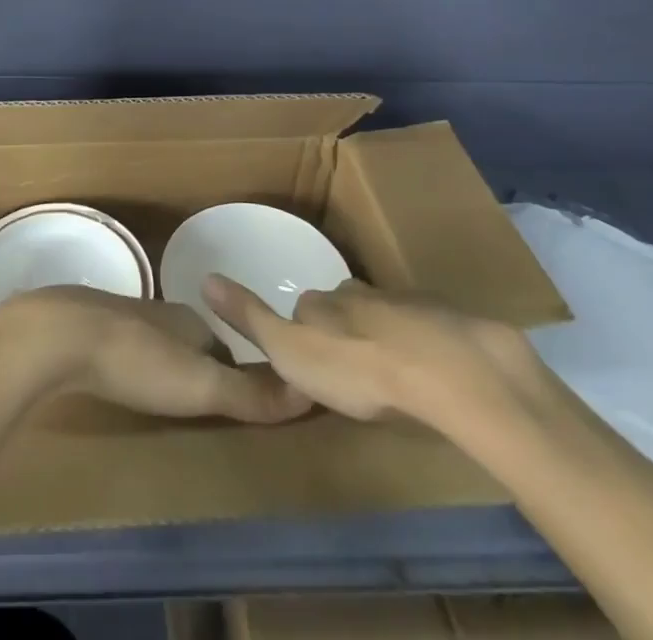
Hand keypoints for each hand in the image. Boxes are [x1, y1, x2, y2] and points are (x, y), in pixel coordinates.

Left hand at [0, 287, 311, 423]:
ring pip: (156, 344)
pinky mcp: (89, 329)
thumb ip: (250, 393)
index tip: (245, 406)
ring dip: (165, 367)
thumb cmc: (136, 360)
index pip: (227, 350)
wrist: (58, 336)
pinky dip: (132, 365)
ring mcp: (121, 317)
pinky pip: (123, 349)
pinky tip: (123, 385)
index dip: (239, 377)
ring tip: (167, 402)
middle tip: (206, 409)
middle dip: (202, 370)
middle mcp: (160, 313)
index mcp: (190, 320)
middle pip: (192, 345)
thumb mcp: (200, 384)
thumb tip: (309, 389)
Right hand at [202, 276, 548, 433]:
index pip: (305, 308)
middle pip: (347, 307)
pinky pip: (428, 331)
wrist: (447, 370)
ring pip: (387, 316)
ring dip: (385, 337)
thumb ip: (250, 318)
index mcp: (323, 300)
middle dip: (346, 329)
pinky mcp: (448, 322)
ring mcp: (407, 303)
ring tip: (392, 373)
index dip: (304, 331)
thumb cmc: (357, 368)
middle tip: (352, 367)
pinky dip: (424, 346)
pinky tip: (432, 374)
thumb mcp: (290, 350)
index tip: (310, 358)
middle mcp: (360, 292)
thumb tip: (205, 277)